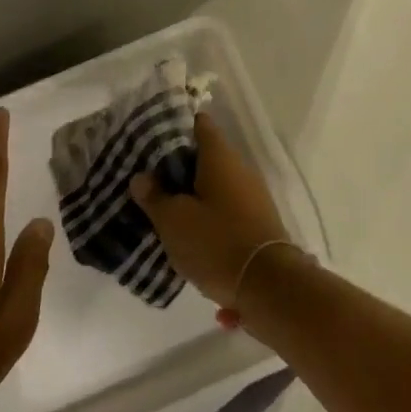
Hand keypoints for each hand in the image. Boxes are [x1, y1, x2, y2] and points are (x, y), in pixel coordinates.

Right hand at [128, 113, 290, 323]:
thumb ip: (155, 197)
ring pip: (216, 184)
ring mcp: (253, 196)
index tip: (152, 137)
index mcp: (220, 157)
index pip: (199, 124)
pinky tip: (190, 232)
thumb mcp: (173, 221)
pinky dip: (209, 214)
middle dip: (179, 165)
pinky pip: (227, 207)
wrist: (269, 286)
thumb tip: (142, 177)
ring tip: (165, 207)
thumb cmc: (216, 243)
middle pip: (206, 156)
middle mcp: (240, 169)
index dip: (176, 126)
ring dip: (194, 193)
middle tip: (150, 178)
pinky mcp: (257, 221)